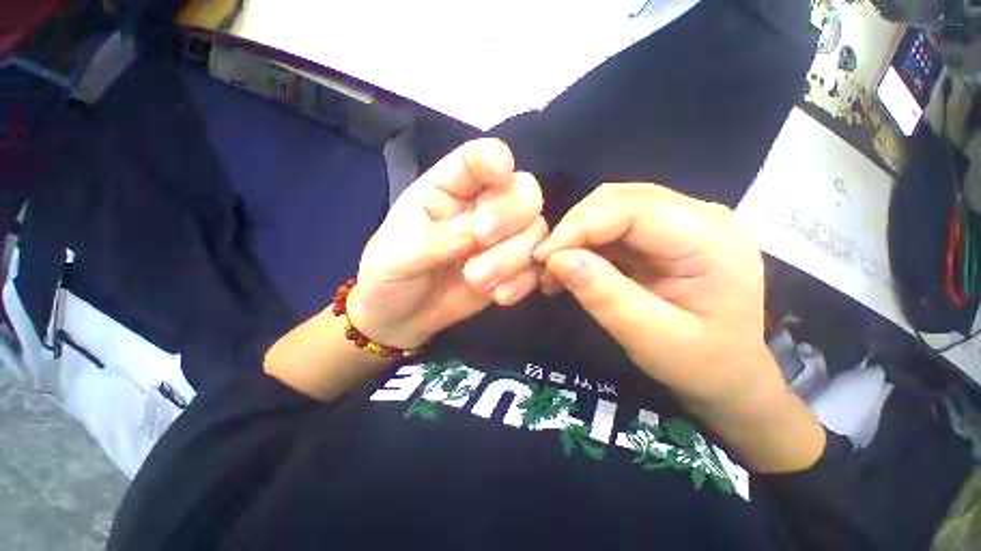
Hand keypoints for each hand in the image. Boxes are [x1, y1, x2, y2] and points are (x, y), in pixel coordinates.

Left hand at [347, 139, 546, 348]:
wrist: (400, 319)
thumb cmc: (388, 277)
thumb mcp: (396, 256)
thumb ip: (434, 240)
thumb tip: (475, 233)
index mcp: (446, 189)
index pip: (477, 159)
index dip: (494, 158)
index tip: (500, 173)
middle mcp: (481, 208)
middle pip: (523, 191)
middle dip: (510, 214)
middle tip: (482, 238)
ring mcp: (500, 241)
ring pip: (535, 231)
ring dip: (513, 257)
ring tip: (476, 282)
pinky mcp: (511, 271)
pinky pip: (534, 268)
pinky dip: (521, 282)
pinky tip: (497, 296)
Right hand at [533, 184, 778, 405]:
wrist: (731, 375)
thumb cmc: (701, 364)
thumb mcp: (651, 338)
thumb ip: (604, 296)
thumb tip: (556, 260)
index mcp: (711, 239)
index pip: (632, 209)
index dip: (579, 226)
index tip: (542, 257)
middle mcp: (701, 216)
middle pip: (620, 199)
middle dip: (574, 229)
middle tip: (545, 266)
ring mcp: (684, 221)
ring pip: (613, 207)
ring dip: (577, 235)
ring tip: (555, 269)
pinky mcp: (665, 232)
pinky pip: (616, 224)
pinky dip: (587, 242)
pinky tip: (573, 266)